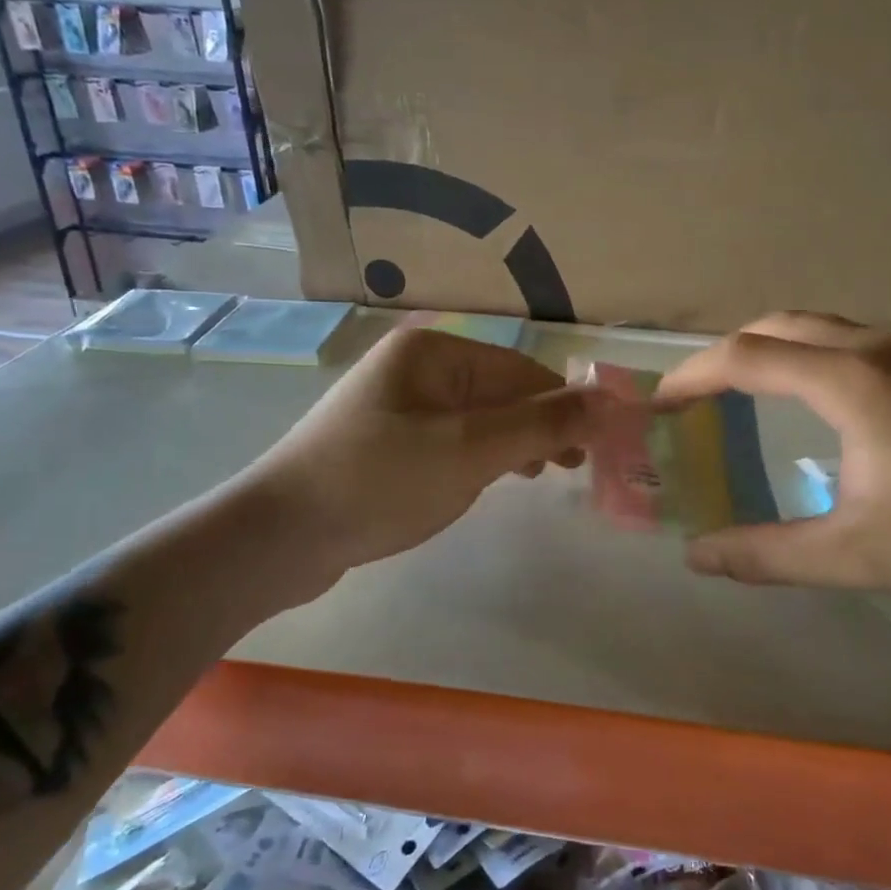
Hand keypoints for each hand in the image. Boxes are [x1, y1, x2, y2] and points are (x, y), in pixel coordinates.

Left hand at [246, 327, 598, 581]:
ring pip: (475, 418)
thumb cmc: (379, 482)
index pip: (520, 370)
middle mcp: (413, 368)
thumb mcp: (470, 451)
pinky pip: (448, 440)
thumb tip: (612, 401)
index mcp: (432, 353)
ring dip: (512, 443)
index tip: (600, 446)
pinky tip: (488, 480)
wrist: (279, 536)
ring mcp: (395, 405)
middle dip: (539, 426)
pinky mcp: (384, 443)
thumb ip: (542, 424)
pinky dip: (477, 457)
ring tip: (542, 476)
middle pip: (498, 391)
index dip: (565, 405)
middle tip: (575, 468)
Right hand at [656, 312, 890, 595]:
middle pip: (773, 326)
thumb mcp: (854, 556)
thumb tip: (696, 557)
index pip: (746, 357)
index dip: (692, 377)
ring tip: (734, 394)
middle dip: (722, 357)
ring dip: (762, 350)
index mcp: (850, 382)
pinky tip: (803, 395)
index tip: (658, 408)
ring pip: (811, 325)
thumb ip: (766, 556)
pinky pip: (840, 337)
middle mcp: (873, 346)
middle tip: (690, 401)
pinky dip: (799, 353)